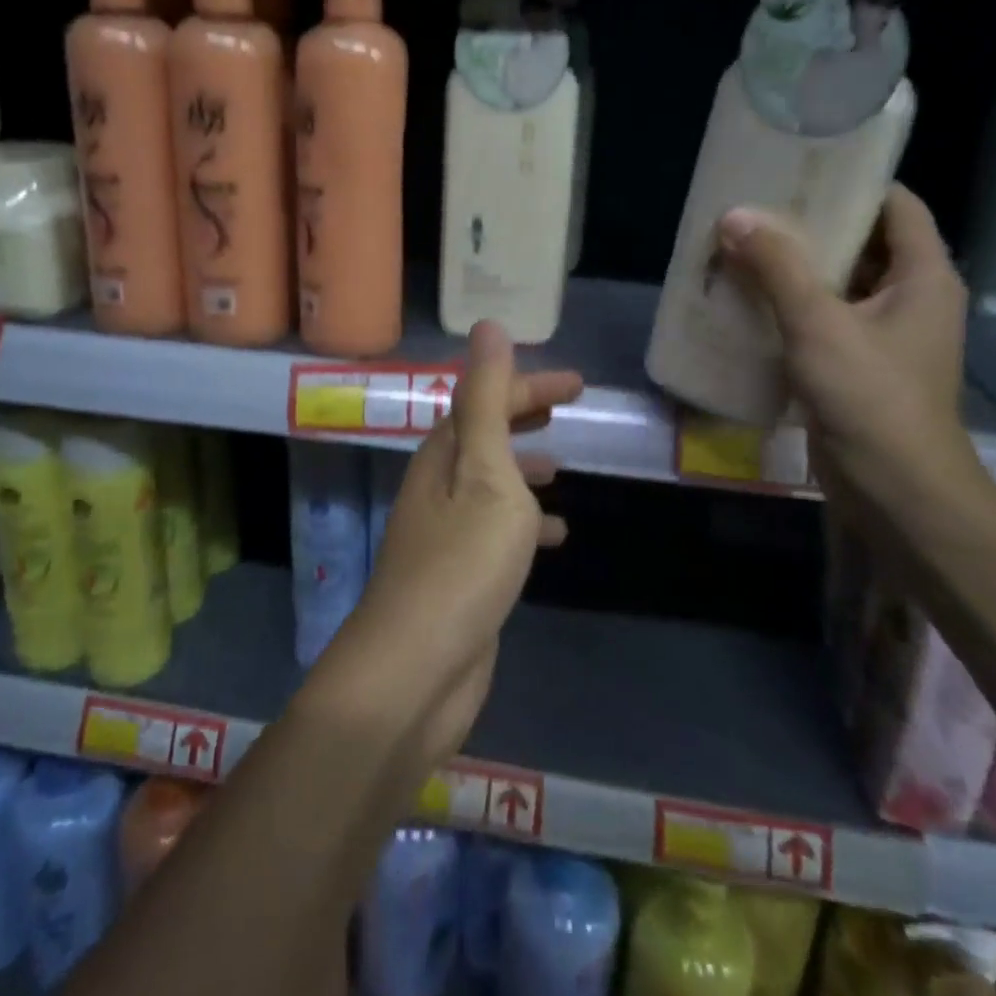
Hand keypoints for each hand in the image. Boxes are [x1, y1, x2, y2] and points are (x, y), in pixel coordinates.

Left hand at [341, 320, 581, 765]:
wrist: (417, 669)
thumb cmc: (461, 562)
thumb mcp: (485, 471)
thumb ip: (488, 400)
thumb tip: (488, 326)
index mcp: (443, 454)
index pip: (486, 399)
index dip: (529, 383)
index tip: (578, 383)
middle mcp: (439, 484)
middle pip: (485, 433)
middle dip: (524, 413)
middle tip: (568, 406)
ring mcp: (447, 531)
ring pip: (491, 480)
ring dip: (523, 465)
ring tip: (561, 465)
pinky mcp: (461, 572)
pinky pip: (499, 528)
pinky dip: (528, 521)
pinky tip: (556, 536)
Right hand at [716, 186, 979, 506]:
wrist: (896, 492)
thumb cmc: (871, 398)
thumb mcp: (820, 324)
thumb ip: (777, 268)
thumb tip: (735, 216)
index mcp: (923, 276)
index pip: (896, 205)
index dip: (853, 181)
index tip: (800, 168)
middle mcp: (912, 298)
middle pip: (863, 243)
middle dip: (810, 226)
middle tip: (756, 209)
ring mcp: (886, 336)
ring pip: (840, 284)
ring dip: (795, 270)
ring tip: (743, 249)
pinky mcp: (861, 367)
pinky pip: (826, 321)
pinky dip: (792, 308)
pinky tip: (749, 303)